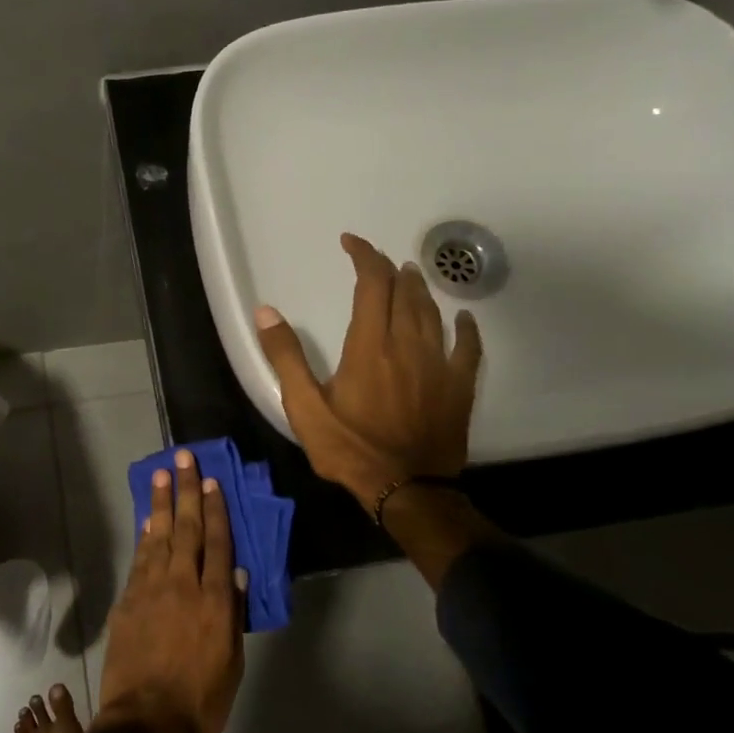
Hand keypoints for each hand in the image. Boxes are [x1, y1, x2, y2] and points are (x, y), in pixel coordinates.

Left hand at [93, 450, 244, 732]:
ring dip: (161, 503)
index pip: (217, 544)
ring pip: (159, 536)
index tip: (212, 482)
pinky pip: (139, 559)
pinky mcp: (127, 601)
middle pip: (187, 529)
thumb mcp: (231, 663)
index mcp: (214, 601)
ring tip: (162, 474)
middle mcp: (182, 585)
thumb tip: (237, 574)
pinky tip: (148, 520)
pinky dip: (144, 536)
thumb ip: (233, 615)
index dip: (216, 510)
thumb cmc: (199, 700)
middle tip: (183, 458)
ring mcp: (150, 590)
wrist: (144, 723)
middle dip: (186, 490)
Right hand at [255, 232, 482, 505]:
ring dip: (419, 290)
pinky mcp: (459, 387)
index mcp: (369, 346)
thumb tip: (266, 311)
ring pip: (433, 313)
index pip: (372, 284)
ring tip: (410, 277)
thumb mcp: (304, 407)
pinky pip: (468, 347)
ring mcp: (439, 364)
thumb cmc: (350, 449)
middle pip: (404, 292)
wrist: (406, 490)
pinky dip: (465, 328)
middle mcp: (407, 345)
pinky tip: (463, 319)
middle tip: (375, 262)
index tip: (350, 242)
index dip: (363, 256)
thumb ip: (286, 357)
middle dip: (389, 269)